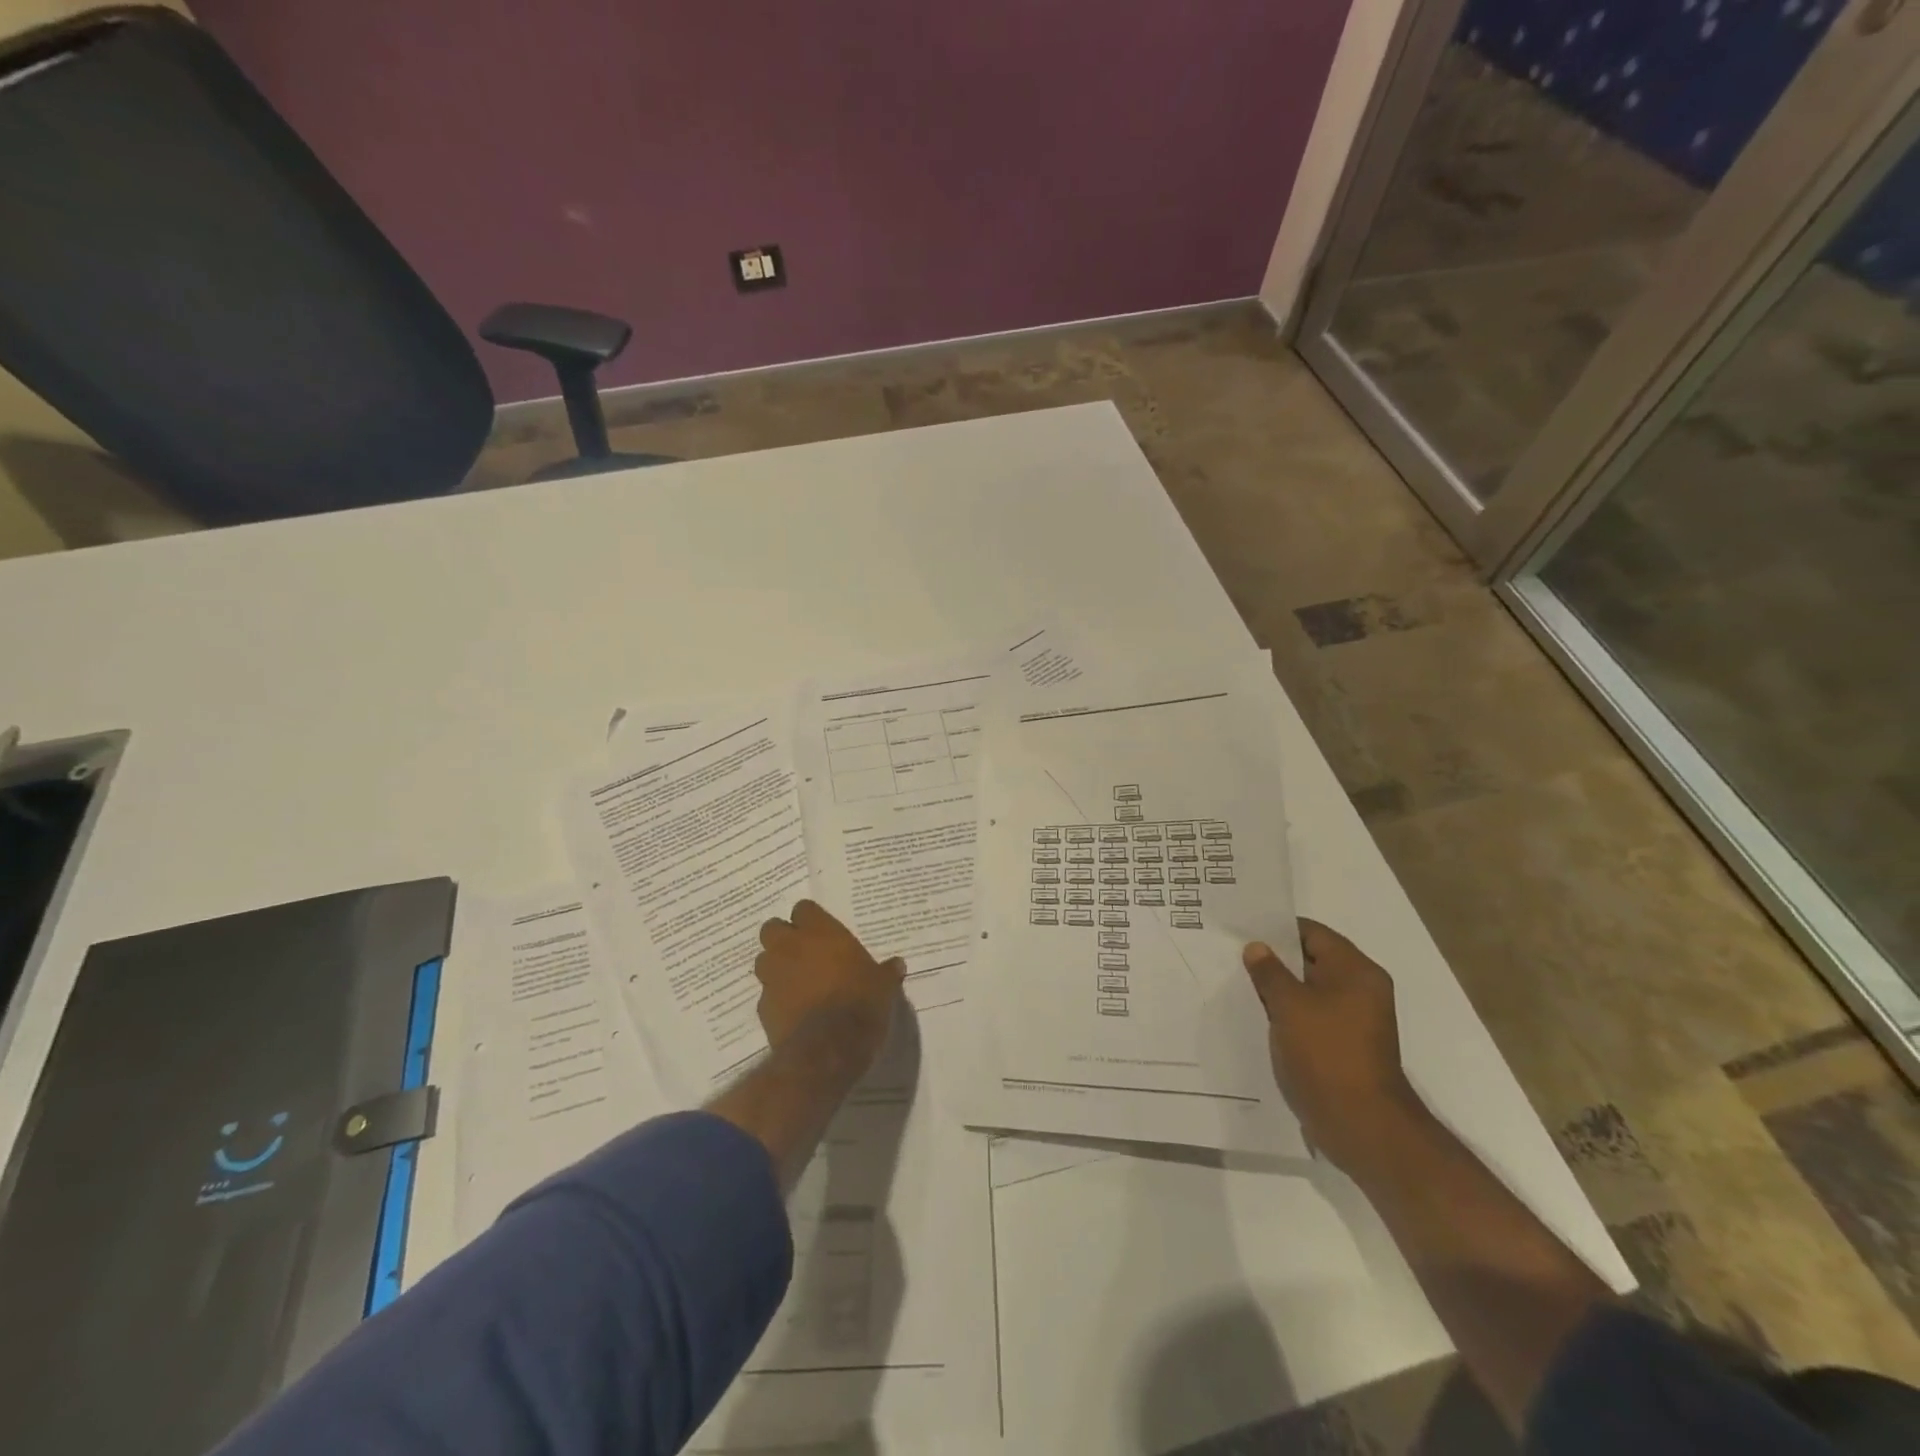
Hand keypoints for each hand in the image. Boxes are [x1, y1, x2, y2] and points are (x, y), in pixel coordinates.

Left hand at [755, 900, 904, 1072]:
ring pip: (763, 960)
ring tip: (794, 980)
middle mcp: (791, 947)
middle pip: (772, 928)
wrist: (828, 1047)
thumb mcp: (883, 985)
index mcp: (820, 932)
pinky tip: (792, 1010)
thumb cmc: (860, 1003)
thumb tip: (898, 964)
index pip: (803, 908)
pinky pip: (766, 994)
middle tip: (801, 951)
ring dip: (775, 966)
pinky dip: (776, 998)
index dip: (809, 919)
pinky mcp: (763, 1007)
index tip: (820, 931)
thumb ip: (886, 971)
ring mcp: (773, 976)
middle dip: (782, 937)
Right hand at [1242, 919, 1420, 1174]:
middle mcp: (1360, 990)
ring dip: (1278, 990)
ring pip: (1308, 991)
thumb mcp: (1289, 1005)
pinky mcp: (1343, 1046)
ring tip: (1240, 984)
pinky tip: (1258, 1017)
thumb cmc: (1326, 1053)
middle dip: (1274, 959)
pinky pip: (1310, 1017)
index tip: (1243, 930)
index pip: (1312, 933)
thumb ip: (1269, 971)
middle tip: (1234, 955)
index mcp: (1356, 971)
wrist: (1361, 1124)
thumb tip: (1257, 947)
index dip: (1277, 929)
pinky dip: (1287, 1014)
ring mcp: (1353, 1020)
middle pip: (1311, 961)